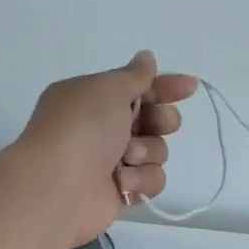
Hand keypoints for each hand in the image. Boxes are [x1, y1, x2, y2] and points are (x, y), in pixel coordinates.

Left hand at [17, 51, 199, 246]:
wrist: (58, 185)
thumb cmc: (82, 128)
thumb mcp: (108, 89)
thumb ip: (134, 75)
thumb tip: (147, 57)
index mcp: (95, 99)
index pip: (138, 88)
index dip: (165, 86)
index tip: (190, 87)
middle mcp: (104, 128)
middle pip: (153, 120)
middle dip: (162, 121)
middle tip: (159, 124)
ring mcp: (113, 161)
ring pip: (157, 151)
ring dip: (148, 151)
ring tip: (128, 157)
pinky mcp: (122, 191)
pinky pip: (151, 180)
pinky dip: (141, 179)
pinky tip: (123, 181)